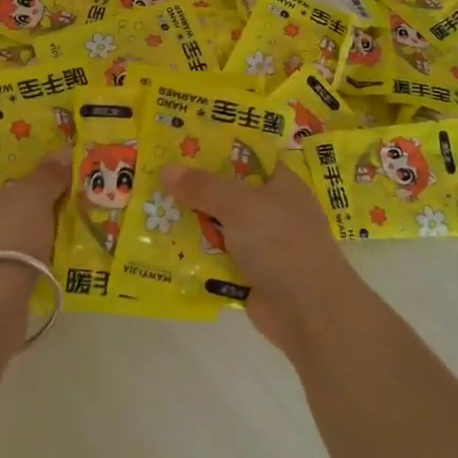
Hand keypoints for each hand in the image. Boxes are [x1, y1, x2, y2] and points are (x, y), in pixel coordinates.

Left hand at [0, 155, 69, 279]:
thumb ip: (47, 174)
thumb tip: (61, 153)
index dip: (8, 160)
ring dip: (22, 229)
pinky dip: (19, 258)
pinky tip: (45, 257)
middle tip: (52, 191)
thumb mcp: (33, 197)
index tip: (37, 161)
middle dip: (20, 195)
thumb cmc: (3, 239)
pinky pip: (0, 260)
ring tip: (55, 225)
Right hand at [160, 162, 360, 356]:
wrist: (309, 311)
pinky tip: (163, 248)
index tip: (180, 145)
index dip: (215, 150)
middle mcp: (272, 210)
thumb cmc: (281, 243)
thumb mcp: (239, 205)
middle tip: (153, 178)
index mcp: (280, 184)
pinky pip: (216, 258)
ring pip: (218, 226)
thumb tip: (166, 170)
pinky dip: (195, 256)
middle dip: (193, 189)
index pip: (246, 157)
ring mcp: (262, 244)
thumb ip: (203, 187)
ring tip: (149, 211)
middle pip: (226, 193)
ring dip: (190, 224)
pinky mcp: (250, 274)